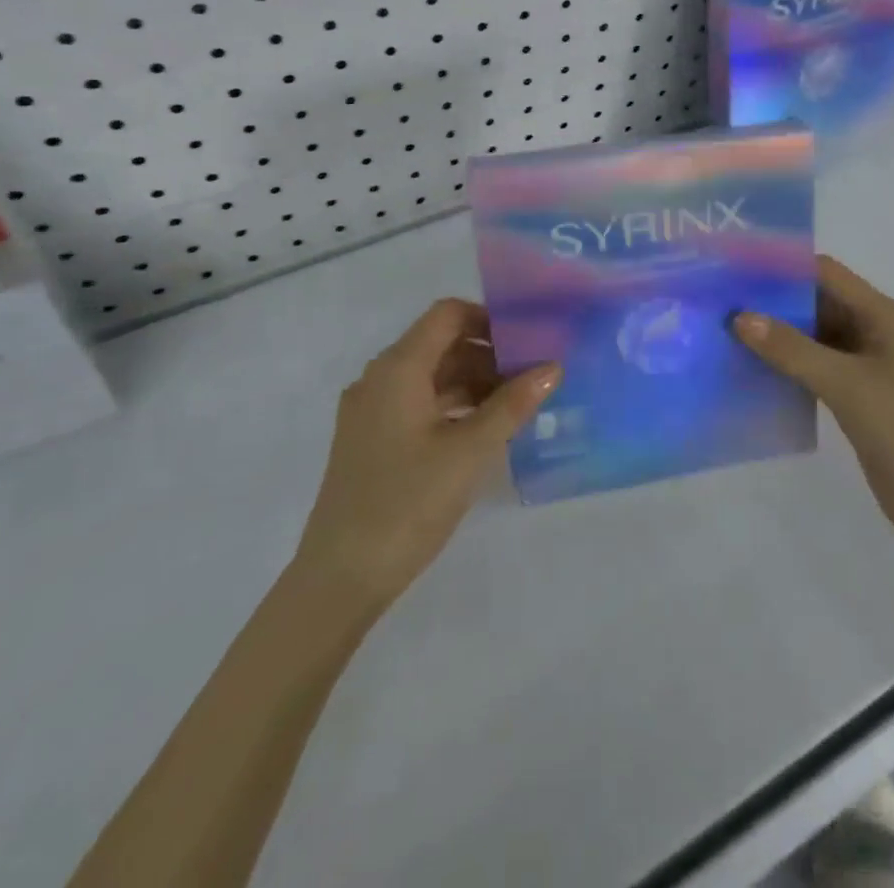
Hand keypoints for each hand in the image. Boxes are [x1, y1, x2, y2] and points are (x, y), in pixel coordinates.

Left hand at [293, 299, 560, 610]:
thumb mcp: (470, 451)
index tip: (528, 339)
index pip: (447, 314)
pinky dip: (453, 406)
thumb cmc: (407, 503)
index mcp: (398, 368)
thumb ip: (513, 404)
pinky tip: (483, 431)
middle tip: (533, 375)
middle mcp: (379, 379)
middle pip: (440, 344)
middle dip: (488, 354)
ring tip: (517, 405)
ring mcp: (371, 411)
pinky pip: (418, 404)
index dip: (489, 318)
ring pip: (431, 376)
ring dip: (473, 382)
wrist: (340, 578)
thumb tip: (553, 367)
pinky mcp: (372, 441)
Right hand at [734, 256, 893, 559]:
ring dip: (778, 336)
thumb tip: (741, 318)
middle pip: (818, 303)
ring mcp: (865, 366)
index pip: (826, 274)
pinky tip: (752, 370)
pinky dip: (787, 365)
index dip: (784, 267)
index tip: (738, 269)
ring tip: (727, 332)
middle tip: (723, 302)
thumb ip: (791, 349)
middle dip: (774, 302)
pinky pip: (815, 369)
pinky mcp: (856, 397)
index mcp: (881, 315)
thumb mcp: (845, 382)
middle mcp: (873, 332)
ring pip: (814, 338)